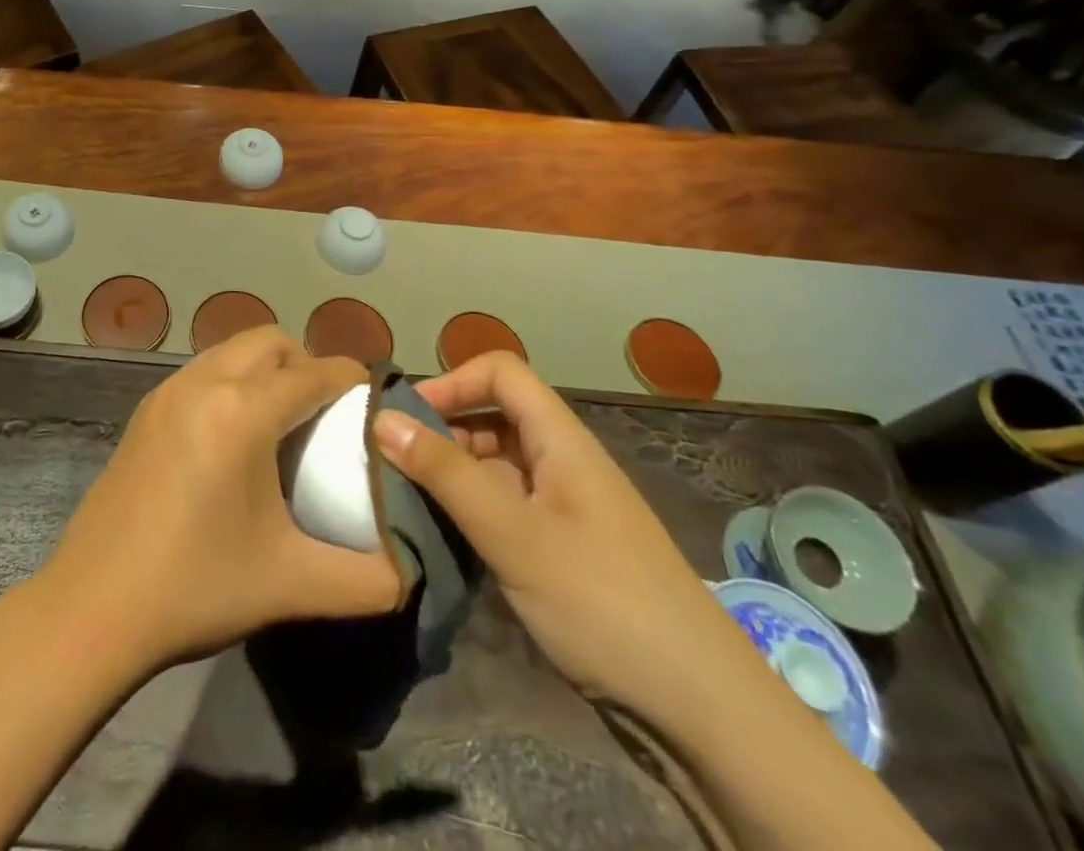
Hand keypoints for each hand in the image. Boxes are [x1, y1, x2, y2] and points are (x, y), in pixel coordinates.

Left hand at [41, 327, 401, 670]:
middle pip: (270, 342)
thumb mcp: (292, 584)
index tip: (375, 398)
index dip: (350, 378)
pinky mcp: (145, 410)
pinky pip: (203, 370)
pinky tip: (235, 435)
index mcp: (242, 412)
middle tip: (327, 411)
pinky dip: (232, 380)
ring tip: (284, 419)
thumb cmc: (196, 586)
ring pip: (231, 349)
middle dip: (306, 362)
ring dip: (266, 367)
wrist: (92, 607)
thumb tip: (411, 570)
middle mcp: (204, 383)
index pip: (312, 372)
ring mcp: (167, 391)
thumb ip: (368, 579)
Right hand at [373, 352, 766, 722]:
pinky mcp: (562, 551)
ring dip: (451, 474)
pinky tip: (442, 539)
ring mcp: (564, 509)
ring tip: (405, 502)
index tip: (406, 418)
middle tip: (391, 465)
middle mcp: (562, 462)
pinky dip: (470, 512)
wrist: (702, 712)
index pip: (501, 372)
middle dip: (441, 430)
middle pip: (493, 416)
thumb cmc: (603, 603)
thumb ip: (446, 474)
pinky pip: (505, 509)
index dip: (452, 382)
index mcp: (561, 440)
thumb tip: (381, 419)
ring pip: (495, 466)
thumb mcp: (514, 534)